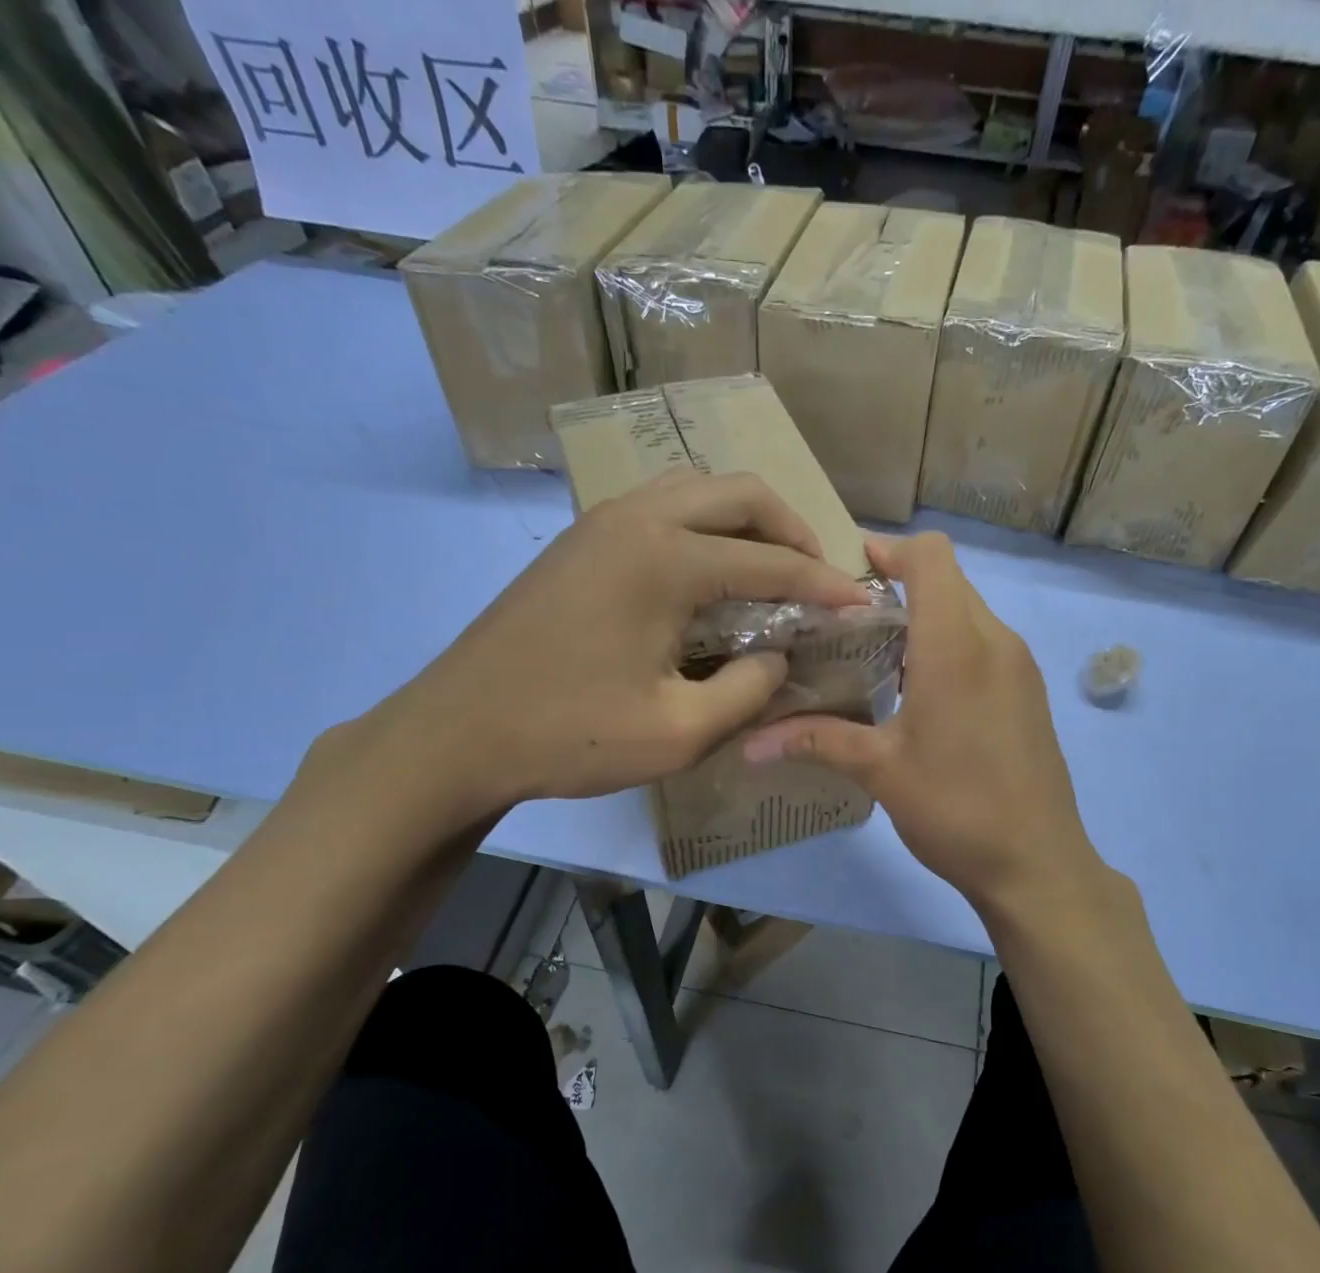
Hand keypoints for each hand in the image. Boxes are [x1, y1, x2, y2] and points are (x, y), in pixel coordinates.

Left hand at [323, 470, 869, 832]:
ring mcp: (601, 522)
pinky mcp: (580, 541)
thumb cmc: (570, 735)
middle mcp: (636, 518)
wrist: (457, 732)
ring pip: (697, 490)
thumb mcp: (680, 732)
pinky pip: (662, 508)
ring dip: (746, 521)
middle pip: (739, 493)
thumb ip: (749, 690)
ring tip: (772, 568)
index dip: (825, 584)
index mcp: (664, 558)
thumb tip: (779, 656)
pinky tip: (711, 575)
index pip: (771, 560)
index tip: (862, 602)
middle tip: (818, 575)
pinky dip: (705, 528)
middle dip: (792, 529)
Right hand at [743, 533, 1100, 913]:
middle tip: (846, 617)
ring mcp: (1019, 666)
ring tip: (874, 652)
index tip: (848, 569)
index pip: (931, 556)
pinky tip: (917, 688)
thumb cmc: (956, 809)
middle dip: (898, 582)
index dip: (890, 548)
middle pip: (948, 579)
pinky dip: (949, 642)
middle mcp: (995, 641)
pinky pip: (984, 642)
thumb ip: (815, 741)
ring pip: (968, 610)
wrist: (1037, 864)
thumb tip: (749, 743)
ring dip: (924, 615)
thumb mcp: (880, 771)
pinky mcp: (1027, 691)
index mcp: (957, 647)